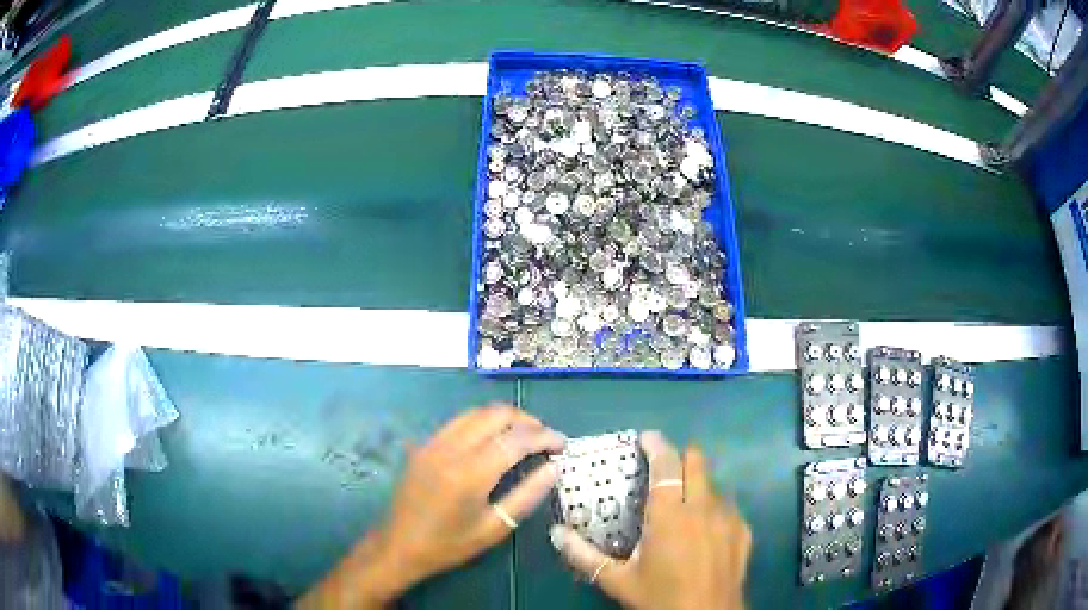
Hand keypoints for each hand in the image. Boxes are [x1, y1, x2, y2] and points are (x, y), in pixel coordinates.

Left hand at [300, 404, 564, 608]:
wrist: (399, 544)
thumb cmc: (450, 544)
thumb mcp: (494, 527)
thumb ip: (527, 495)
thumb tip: (553, 468)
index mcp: (471, 473)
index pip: (517, 439)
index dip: (545, 437)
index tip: (563, 444)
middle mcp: (452, 448)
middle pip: (497, 415)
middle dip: (527, 420)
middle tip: (546, 438)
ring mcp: (434, 442)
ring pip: (476, 412)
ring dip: (505, 418)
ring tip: (524, 435)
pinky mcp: (424, 444)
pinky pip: (459, 421)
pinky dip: (483, 422)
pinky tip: (493, 439)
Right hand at [549, 431, 750, 609]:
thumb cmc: (661, 598)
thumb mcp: (618, 581)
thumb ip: (585, 556)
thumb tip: (556, 534)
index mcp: (670, 515)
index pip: (666, 465)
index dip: (657, 445)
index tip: (647, 437)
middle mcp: (703, 507)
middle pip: (697, 462)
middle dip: (681, 457)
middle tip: (664, 469)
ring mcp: (728, 517)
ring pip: (714, 485)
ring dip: (697, 486)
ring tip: (682, 505)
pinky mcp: (743, 530)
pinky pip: (728, 506)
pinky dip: (714, 508)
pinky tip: (704, 529)